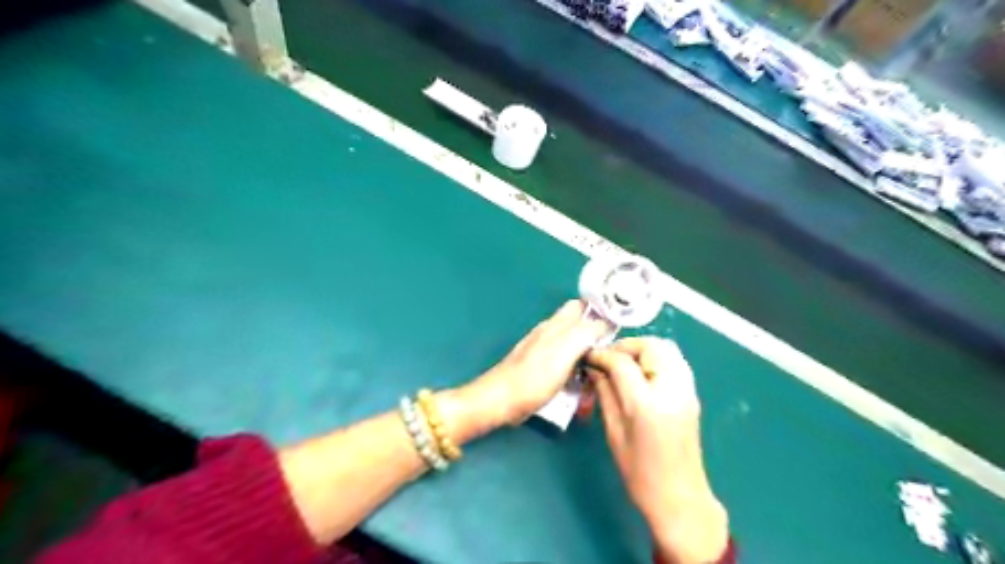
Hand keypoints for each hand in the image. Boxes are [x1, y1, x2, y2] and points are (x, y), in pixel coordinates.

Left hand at [465, 300, 608, 427]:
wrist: (502, 400)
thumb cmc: (535, 377)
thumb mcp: (565, 351)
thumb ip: (585, 332)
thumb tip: (606, 321)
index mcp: (557, 324)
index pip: (584, 306)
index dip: (602, 310)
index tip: (623, 324)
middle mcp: (551, 331)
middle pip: (579, 325)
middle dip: (598, 334)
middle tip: (614, 351)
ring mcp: (544, 349)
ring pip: (573, 344)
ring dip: (588, 353)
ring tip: (603, 368)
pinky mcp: (541, 367)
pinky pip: (565, 362)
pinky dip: (577, 368)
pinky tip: (582, 382)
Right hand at [586, 339, 727, 563]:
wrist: (680, 498)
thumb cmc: (640, 473)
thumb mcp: (614, 432)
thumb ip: (605, 394)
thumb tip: (594, 369)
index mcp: (648, 404)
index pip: (622, 363)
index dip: (602, 355)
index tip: (588, 357)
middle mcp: (672, 390)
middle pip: (651, 346)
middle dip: (626, 346)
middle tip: (608, 359)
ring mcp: (687, 390)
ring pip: (666, 348)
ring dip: (641, 349)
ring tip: (622, 364)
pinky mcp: (692, 394)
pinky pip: (674, 360)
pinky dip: (655, 357)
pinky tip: (640, 372)